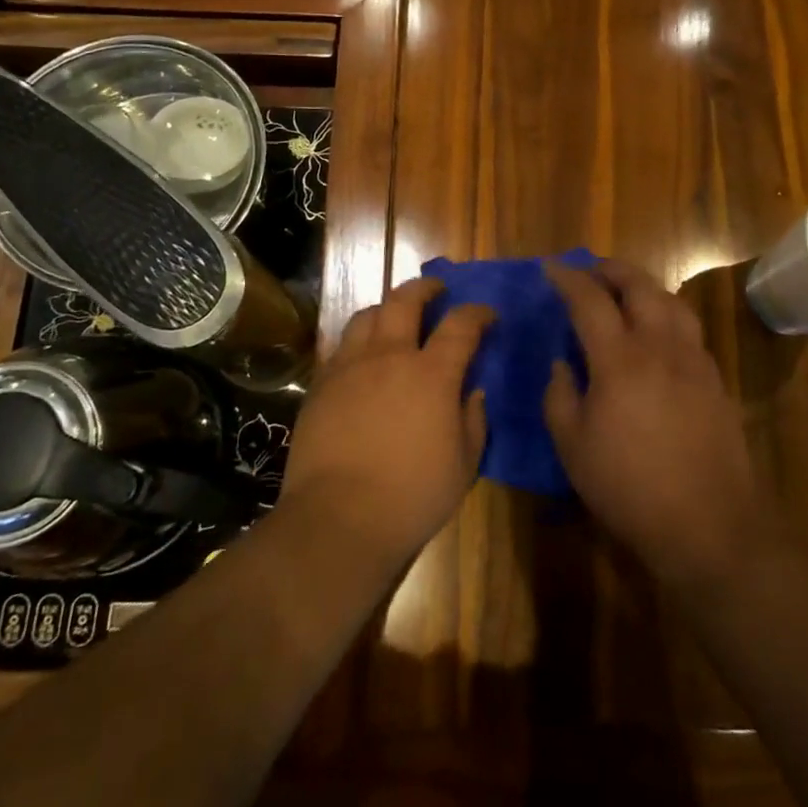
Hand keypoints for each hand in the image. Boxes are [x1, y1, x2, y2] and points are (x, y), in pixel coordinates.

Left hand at [277, 278, 493, 569]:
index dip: (477, 313)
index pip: (461, 325)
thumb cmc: (412, 496)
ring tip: (395, 317)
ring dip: (387, 308)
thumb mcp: (464, 464)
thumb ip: (473, 421)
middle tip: (437, 290)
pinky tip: (363, 357)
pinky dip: (359, 340)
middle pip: (405, 301)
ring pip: (367, 316)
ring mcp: (350, 367)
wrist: (339, 518)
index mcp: (432, 374)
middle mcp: (390, 357)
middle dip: (425, 288)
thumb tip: (472, 392)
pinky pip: (341, 346)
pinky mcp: (321, 385)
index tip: (486, 315)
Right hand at [544, 259, 767, 589]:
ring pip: (671, 302)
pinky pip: (689, 328)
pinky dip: (667, 314)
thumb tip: (562, 364)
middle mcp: (660, 346)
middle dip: (612, 270)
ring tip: (626, 292)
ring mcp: (694, 360)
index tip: (551, 269)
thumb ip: (560, 396)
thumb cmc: (628, 486)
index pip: (590, 301)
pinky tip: (658, 333)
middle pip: (639, 286)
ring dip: (644, 287)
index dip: (568, 279)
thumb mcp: (573, 446)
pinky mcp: (714, 379)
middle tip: (591, 270)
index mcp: (620, 359)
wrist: (707, 522)